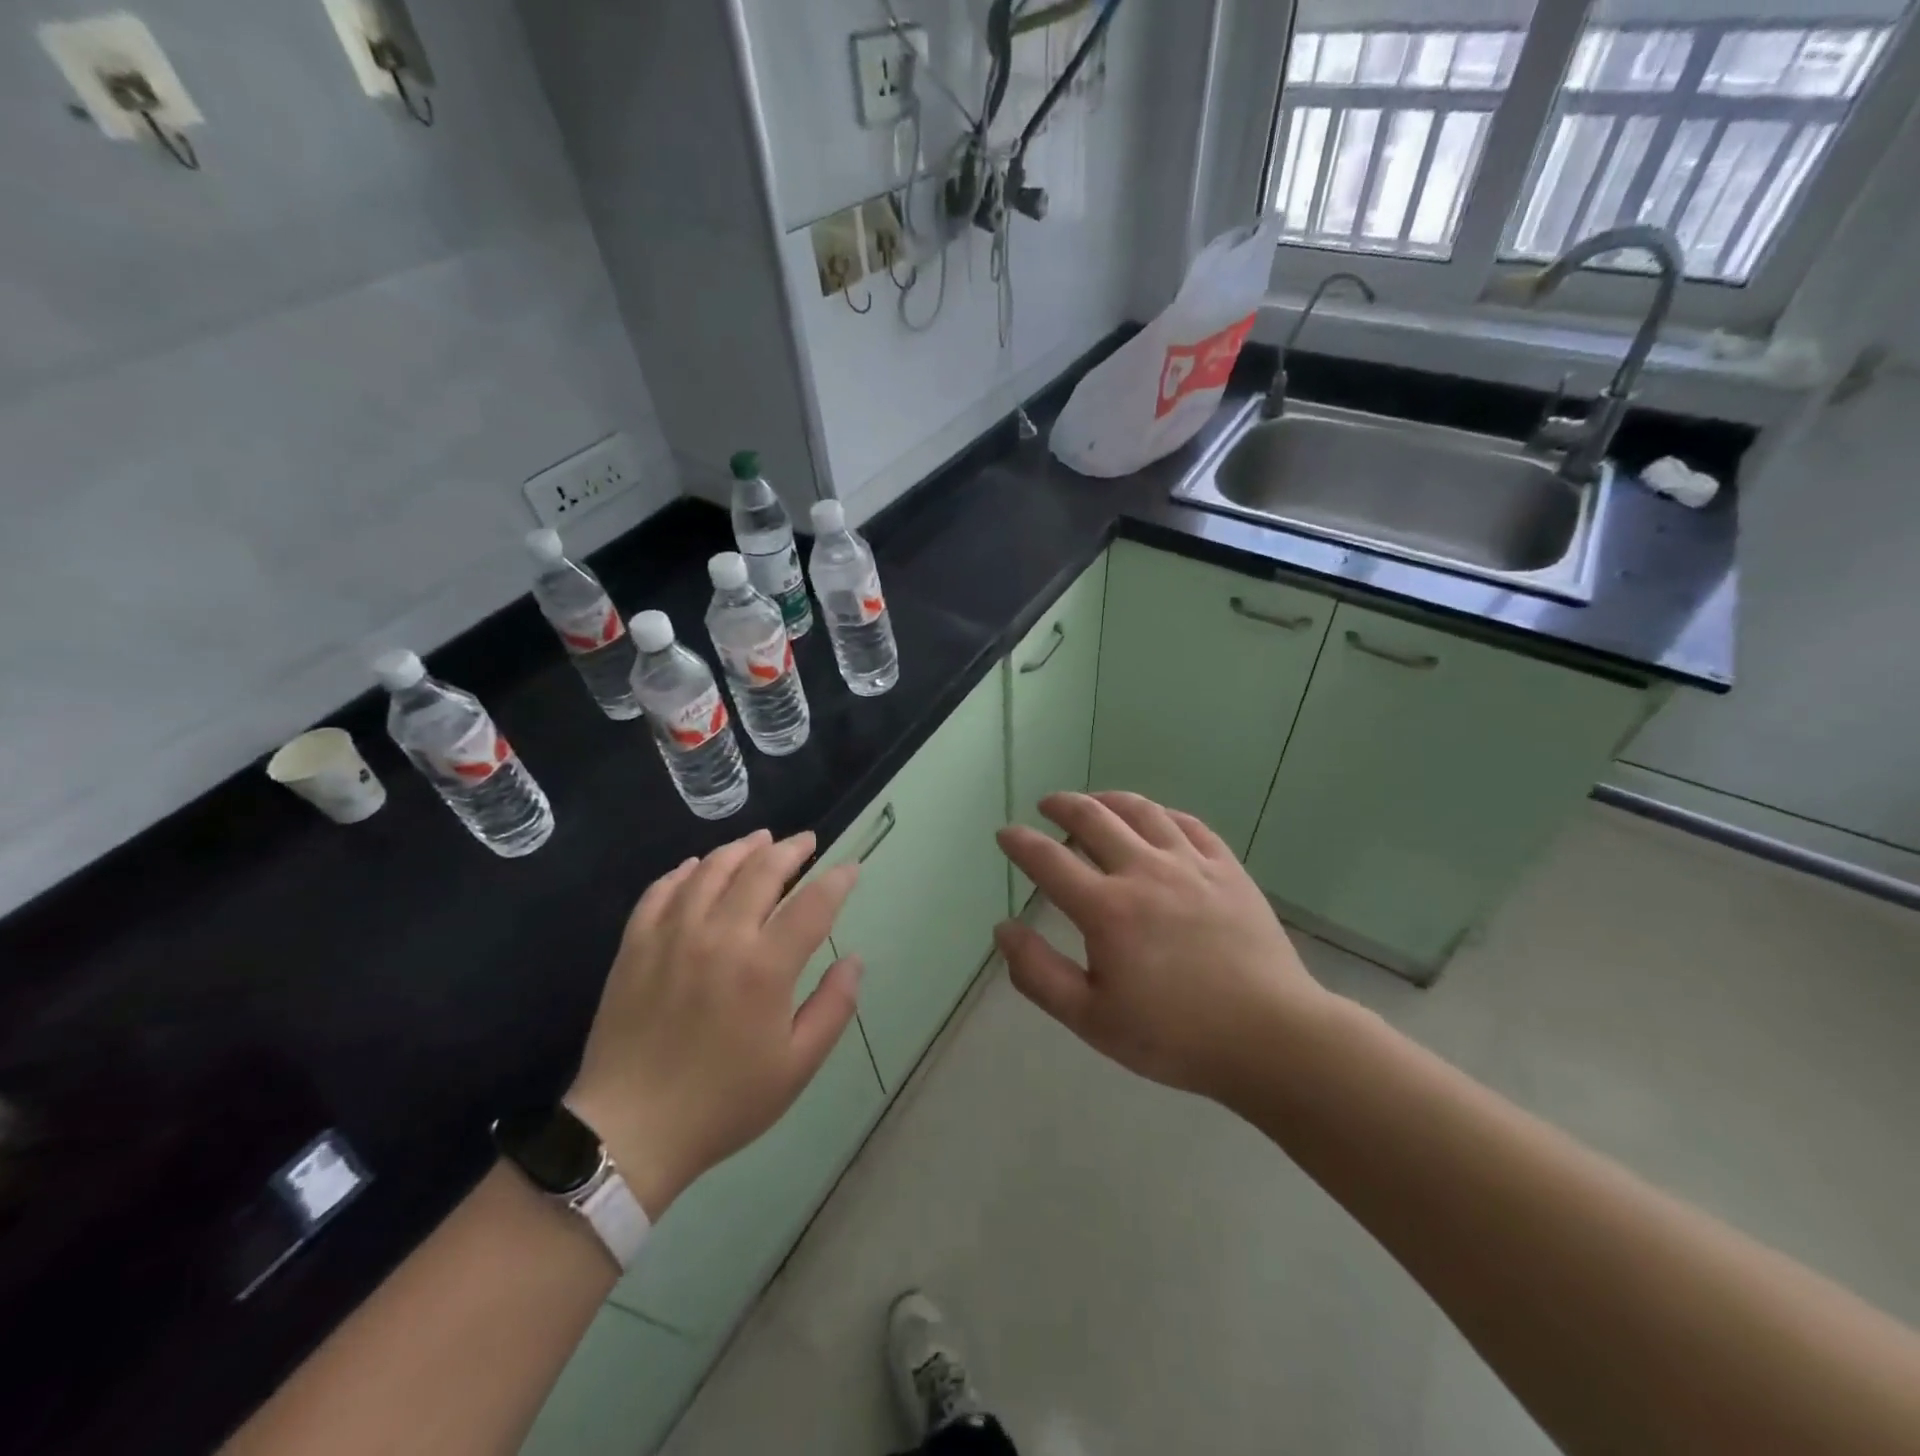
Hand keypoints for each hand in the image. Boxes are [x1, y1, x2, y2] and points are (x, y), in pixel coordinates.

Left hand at [567, 830, 861, 1218]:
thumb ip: (833, 1007)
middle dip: (791, 850)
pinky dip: (685, 870)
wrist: (629, 1131)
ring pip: (712, 869)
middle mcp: (720, 936)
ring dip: (742, 848)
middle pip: (762, 870)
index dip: (837, 879)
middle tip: (807, 842)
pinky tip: (698, 866)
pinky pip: (662, 889)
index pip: (813, 903)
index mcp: (765, 967)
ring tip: (761, 841)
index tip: (851, 866)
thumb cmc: (724, 1102)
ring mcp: (672, 935)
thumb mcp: (797, 1066)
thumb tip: (854, 960)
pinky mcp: (636, 944)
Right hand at [994, 792, 1330, 1102]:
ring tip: (1095, 801)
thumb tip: (1004, 929)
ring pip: (1142, 811)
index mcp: (1106, 909)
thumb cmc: (1175, 1036)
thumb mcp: (1091, 1020)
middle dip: (1063, 805)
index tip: (1005, 834)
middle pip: (1094, 819)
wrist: (1271, 1037)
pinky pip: (1189, 824)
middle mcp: (1144, 872)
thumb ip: (1039, 973)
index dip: (1020, 842)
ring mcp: (1191, 864)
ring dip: (1109, 800)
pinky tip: (1156, 818)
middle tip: (1047, 804)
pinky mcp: (1228, 869)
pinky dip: (1162, 813)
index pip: (1048, 860)